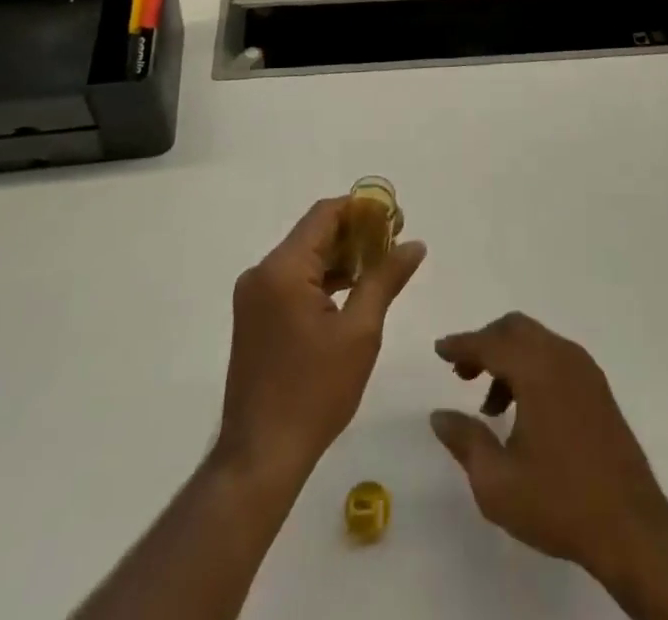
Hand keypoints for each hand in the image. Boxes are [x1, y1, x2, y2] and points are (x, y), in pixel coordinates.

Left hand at [218, 197, 425, 481]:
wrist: (260, 458)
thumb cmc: (314, 392)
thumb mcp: (360, 332)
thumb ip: (385, 279)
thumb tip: (414, 244)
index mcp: (282, 269)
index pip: (325, 214)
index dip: (362, 208)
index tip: (396, 217)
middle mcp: (261, 273)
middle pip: (314, 233)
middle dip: (356, 233)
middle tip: (395, 240)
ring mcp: (253, 296)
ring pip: (304, 257)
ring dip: (341, 256)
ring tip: (381, 264)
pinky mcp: (254, 318)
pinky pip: (293, 281)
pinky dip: (323, 279)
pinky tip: (352, 290)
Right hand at [429, 313, 667, 585]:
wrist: (631, 526)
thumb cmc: (559, 502)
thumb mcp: (497, 483)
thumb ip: (465, 441)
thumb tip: (439, 414)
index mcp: (537, 370)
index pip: (490, 342)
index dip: (461, 345)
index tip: (440, 350)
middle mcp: (561, 356)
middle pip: (515, 329)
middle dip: (485, 344)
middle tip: (462, 374)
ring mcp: (584, 369)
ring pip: (536, 341)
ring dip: (508, 358)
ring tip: (491, 407)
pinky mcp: (598, 386)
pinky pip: (555, 357)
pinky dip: (531, 367)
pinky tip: (524, 410)